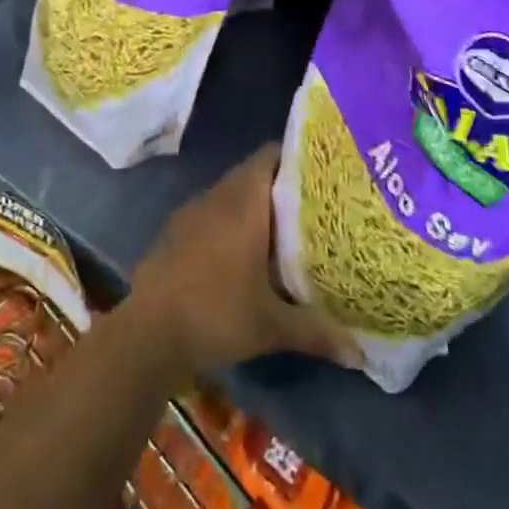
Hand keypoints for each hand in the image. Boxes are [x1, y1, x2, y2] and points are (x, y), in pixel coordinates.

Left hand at [129, 146, 354, 373]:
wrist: (149, 332)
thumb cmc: (217, 313)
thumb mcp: (272, 327)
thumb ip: (317, 332)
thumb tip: (359, 353)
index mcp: (244, 202)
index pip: (270, 155)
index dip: (295, 157)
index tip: (320, 172)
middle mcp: (218, 196)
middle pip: (253, 173)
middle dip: (280, 185)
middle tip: (312, 205)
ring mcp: (192, 211)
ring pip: (230, 193)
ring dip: (253, 204)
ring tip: (283, 227)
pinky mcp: (175, 230)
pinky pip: (210, 212)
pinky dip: (228, 221)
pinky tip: (241, 250)